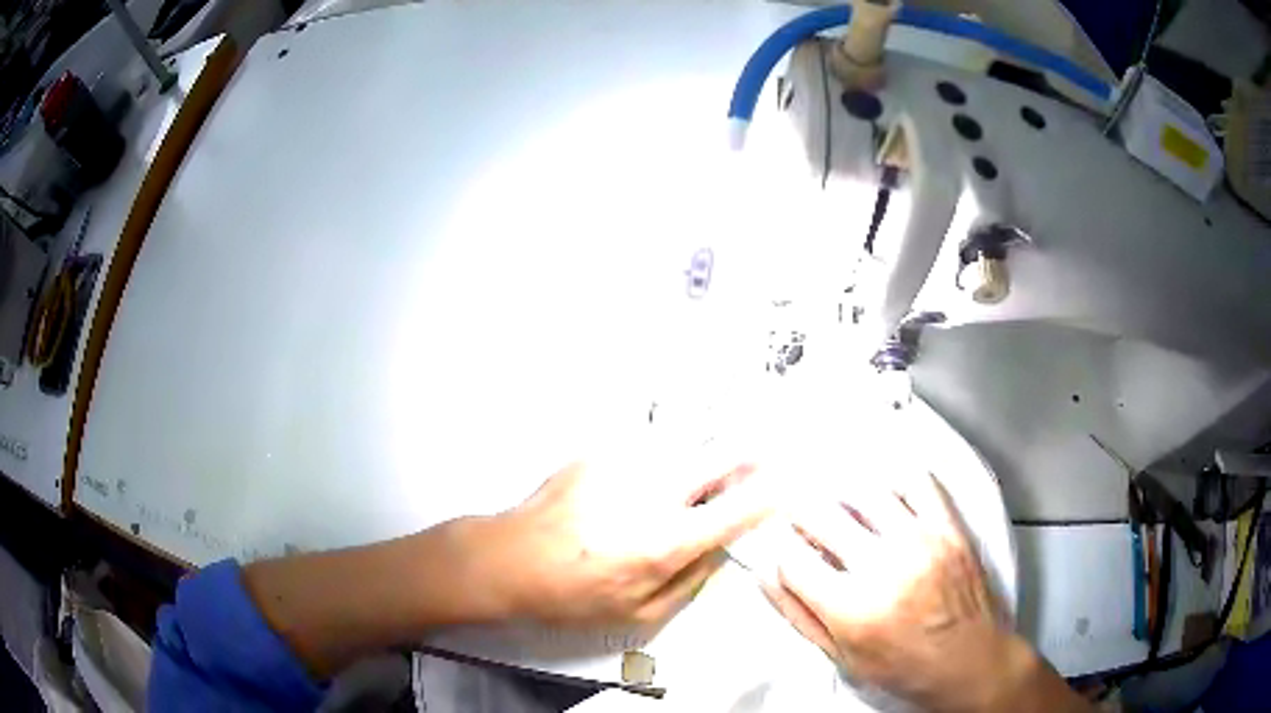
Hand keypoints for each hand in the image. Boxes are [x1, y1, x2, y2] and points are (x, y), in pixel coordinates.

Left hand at [467, 460, 770, 631]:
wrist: (513, 558)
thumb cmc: (574, 595)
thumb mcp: (640, 613)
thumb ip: (691, 580)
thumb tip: (721, 548)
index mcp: (666, 541)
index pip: (737, 509)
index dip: (770, 494)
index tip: (785, 485)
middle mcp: (653, 492)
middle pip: (721, 454)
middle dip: (750, 451)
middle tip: (762, 451)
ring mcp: (625, 463)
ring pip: (688, 435)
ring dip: (711, 440)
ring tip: (717, 448)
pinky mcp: (601, 449)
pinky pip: (651, 438)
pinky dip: (669, 445)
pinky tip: (661, 459)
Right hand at [763, 474, 1083, 711]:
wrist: (969, 661)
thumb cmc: (902, 667)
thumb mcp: (841, 657)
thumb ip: (799, 616)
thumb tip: (764, 576)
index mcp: (851, 609)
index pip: (794, 558)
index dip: (779, 546)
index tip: (780, 542)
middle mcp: (884, 568)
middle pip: (824, 516)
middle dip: (800, 511)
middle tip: (798, 511)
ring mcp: (921, 542)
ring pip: (866, 491)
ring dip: (840, 488)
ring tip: (834, 495)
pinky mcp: (948, 528)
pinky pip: (917, 483)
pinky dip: (893, 477)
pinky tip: (880, 485)